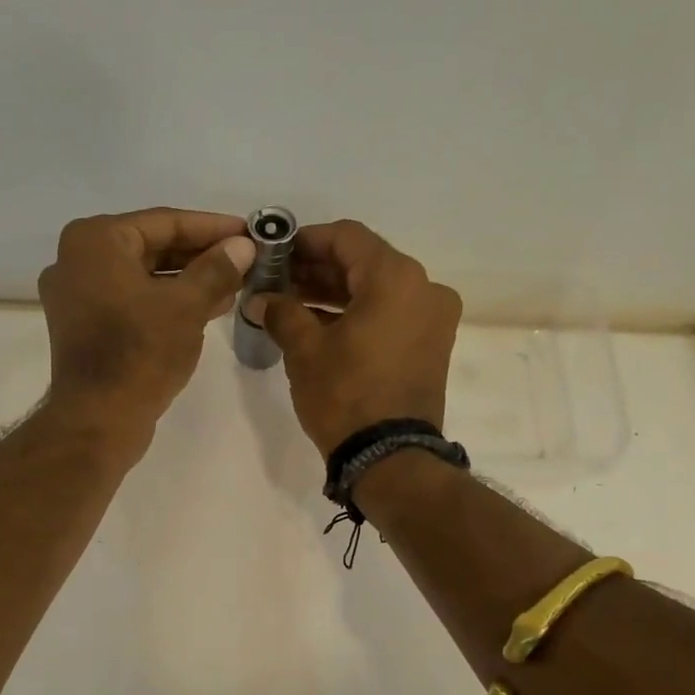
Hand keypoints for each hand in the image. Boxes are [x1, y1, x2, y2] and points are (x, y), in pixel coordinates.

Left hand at [38, 209, 255, 448]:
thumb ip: (217, 269)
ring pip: (143, 277)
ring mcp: (76, 296)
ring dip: (188, 281)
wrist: (99, 419)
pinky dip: (165, 302)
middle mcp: (76, 260)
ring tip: (234, 286)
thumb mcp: (187, 306)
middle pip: (151, 247)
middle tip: (245, 260)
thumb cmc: (141, 353)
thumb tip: (243, 246)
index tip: (249, 232)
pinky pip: (132, 301)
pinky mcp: (84, 327)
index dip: (212, 227)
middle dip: (201, 256)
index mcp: (94, 241)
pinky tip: (205, 309)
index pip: (164, 222)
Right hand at [256, 220, 462, 456]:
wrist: (390, 457)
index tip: (275, 252)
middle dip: (319, 270)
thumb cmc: (345, 395)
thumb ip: (282, 312)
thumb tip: (261, 299)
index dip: (306, 240)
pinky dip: (359, 314)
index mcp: (396, 277)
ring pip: (378, 290)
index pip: (346, 237)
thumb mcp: (304, 350)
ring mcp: (433, 318)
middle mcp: (424, 288)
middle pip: (364, 262)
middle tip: (278, 280)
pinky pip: (391, 314)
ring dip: (336, 293)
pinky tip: (321, 325)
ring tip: (293, 304)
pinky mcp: (431, 346)